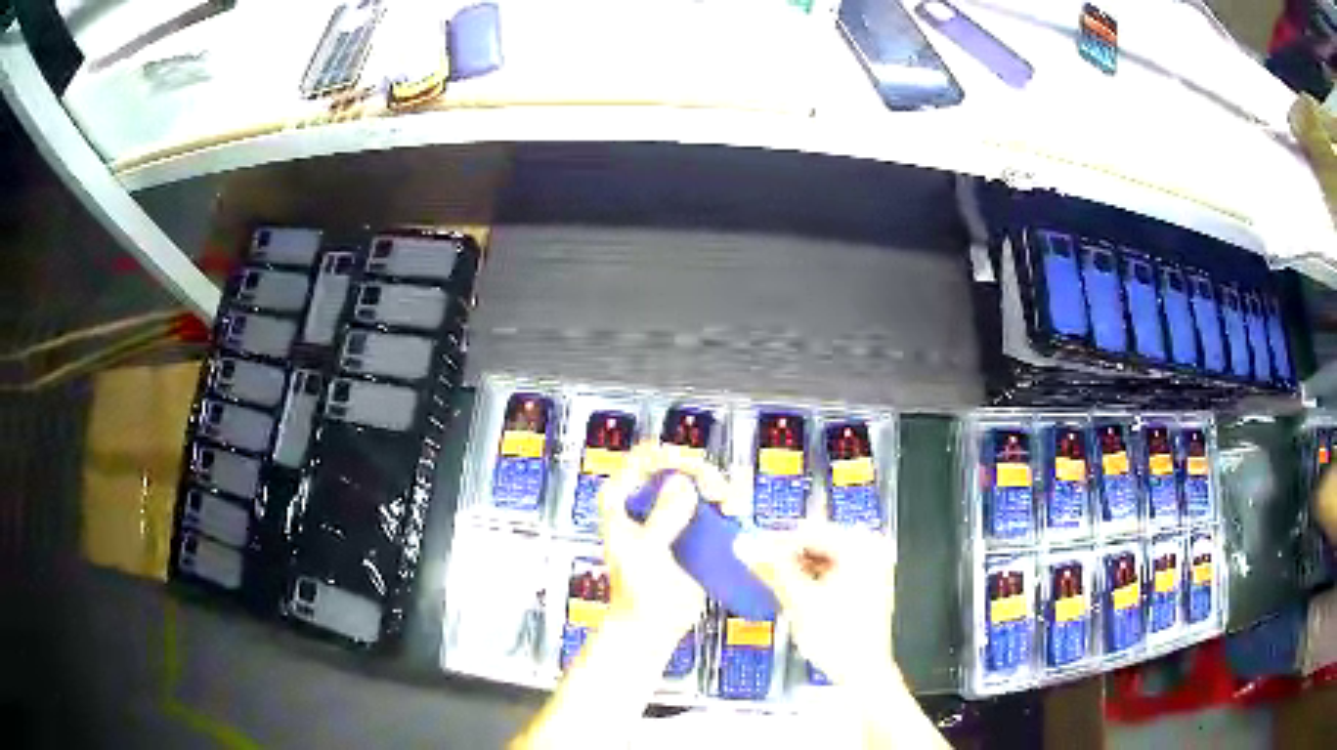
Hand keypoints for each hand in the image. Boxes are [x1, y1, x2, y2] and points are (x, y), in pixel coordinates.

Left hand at [595, 443, 731, 643]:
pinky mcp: (691, 532)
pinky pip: (712, 509)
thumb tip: (682, 484)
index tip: (696, 474)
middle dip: (704, 475)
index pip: (645, 457)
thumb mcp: (647, 551)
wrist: (651, 625)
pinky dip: (726, 508)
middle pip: (680, 467)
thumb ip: (663, 517)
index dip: (672, 457)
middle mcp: (646, 502)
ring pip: (699, 485)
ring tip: (730, 506)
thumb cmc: (636, 592)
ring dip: (719, 489)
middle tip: (718, 495)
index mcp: (621, 499)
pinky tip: (734, 516)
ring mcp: (670, 516)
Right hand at [735, 523, 897, 686]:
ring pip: (824, 557)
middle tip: (757, 562)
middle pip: (818, 543)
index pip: (809, 532)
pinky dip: (812, 577)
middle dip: (786, 555)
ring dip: (797, 566)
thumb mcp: (800, 600)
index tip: (750, 547)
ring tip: (772, 577)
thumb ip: (772, 568)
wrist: (862, 672)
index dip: (775, 540)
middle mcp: (871, 551)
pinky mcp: (867, 585)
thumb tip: (747, 546)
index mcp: (862, 548)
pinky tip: (794, 588)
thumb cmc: (841, 640)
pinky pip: (834, 570)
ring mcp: (872, 568)